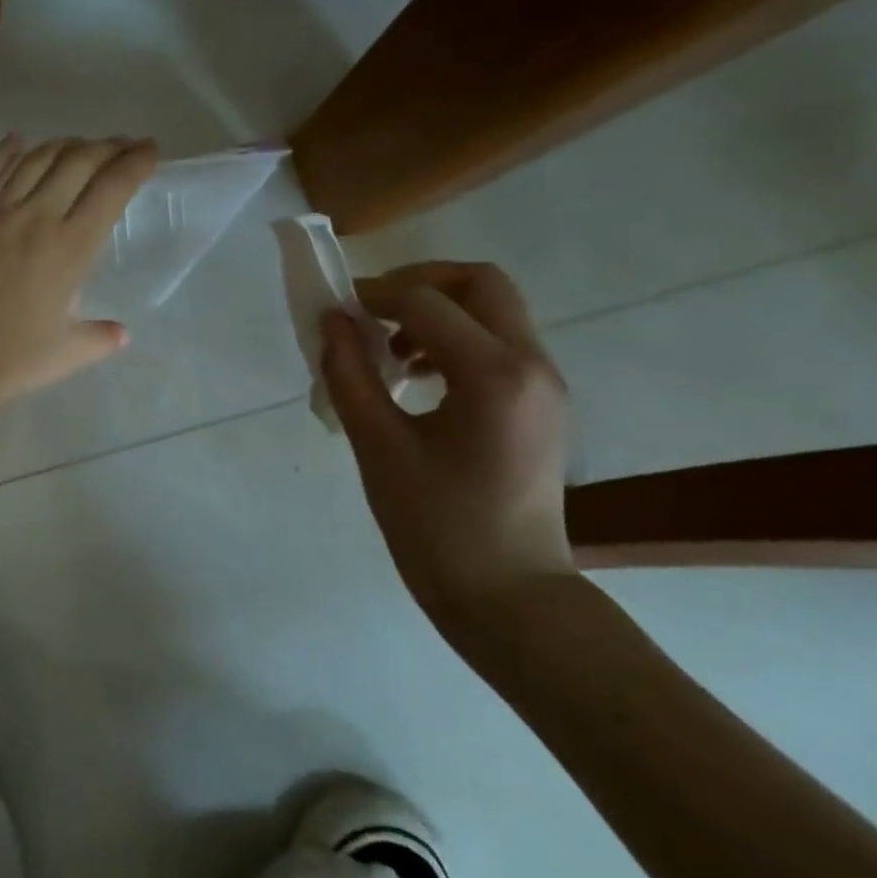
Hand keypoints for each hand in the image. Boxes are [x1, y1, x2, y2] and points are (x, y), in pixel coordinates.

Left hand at [0, 134, 157, 418]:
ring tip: (77, 145)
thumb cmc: (14, 357)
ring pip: (34, 159)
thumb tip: (120, 334)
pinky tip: (16, 140)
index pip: (113, 187)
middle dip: (106, 146)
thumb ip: (100, 337)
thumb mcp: (69, 352)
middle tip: (120, 146)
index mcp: (72, 245)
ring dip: (62, 145)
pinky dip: (3, 151)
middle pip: (77, 161)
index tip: (149, 150)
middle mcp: (37, 215)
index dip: (136, 162)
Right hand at [321, 261, 576, 644]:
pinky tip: (416, 381)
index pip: (427, 302)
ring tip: (388, 353)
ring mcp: (544, 385)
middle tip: (370, 311)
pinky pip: (497, 345)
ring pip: (492, 311)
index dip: (374, 295)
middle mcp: (532, 365)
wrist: (506, 595)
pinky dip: (453, 341)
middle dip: (418, 284)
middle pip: (480, 283)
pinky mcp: (541, 405)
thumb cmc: (435, 526)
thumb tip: (332, 322)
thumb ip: (349, 374)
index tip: (334, 311)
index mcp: (494, 375)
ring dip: (436, 312)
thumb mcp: (378, 446)